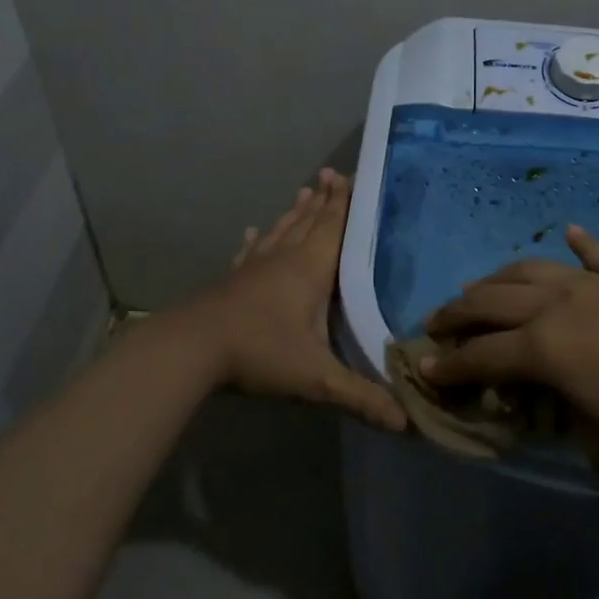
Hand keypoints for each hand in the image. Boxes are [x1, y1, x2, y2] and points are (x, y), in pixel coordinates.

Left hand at [187, 169, 406, 430]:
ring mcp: (254, 266)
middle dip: (324, 199)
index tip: (351, 177)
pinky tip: (255, 231)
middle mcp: (284, 258)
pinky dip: (258, 239)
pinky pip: (251, 251)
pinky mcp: (232, 279)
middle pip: (309, 221)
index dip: (345, 204)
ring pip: (282, 230)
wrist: (192, 348)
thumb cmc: (260, 352)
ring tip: (304, 191)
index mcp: (310, 270)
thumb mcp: (316, 378)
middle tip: (332, 174)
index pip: (334, 228)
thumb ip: (361, 396)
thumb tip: (407, 423)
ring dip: (296, 211)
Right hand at [423, 225, 598, 473]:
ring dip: (495, 280)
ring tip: (478, 290)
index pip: (480, 356)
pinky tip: (568, 232)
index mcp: (546, 350)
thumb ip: (562, 427)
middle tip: (436, 324)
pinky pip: (594, 256)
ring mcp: (593, 284)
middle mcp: (557, 305)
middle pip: (490, 300)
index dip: (447, 367)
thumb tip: (547, 408)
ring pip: (527, 270)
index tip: (423, 370)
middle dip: (455, 313)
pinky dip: (577, 245)